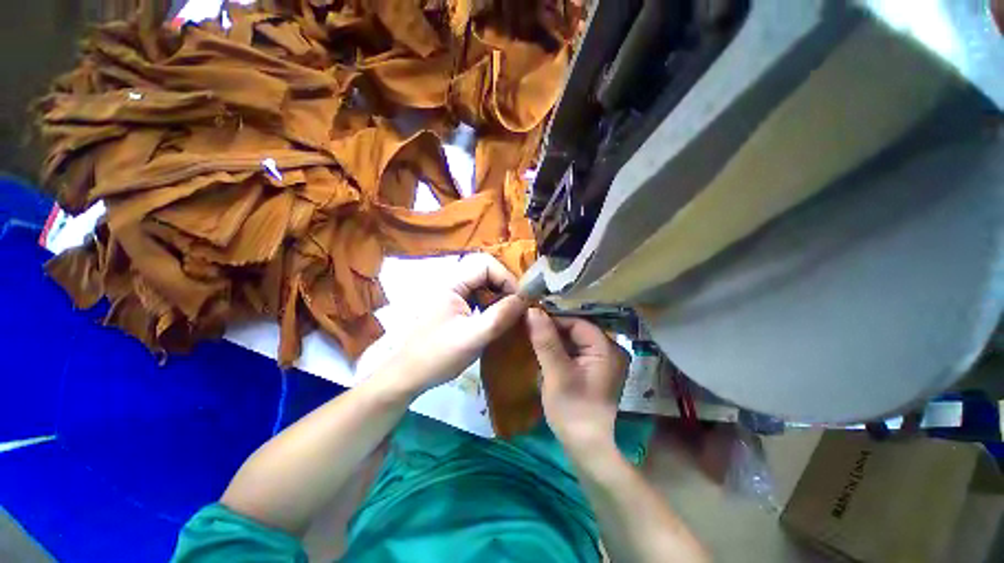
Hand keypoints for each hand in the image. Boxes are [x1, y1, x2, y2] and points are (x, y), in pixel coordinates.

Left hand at [375, 254, 527, 397]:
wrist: (406, 376)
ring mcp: (451, 295)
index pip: (485, 264)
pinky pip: (477, 297)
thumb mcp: (473, 337)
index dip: (506, 278)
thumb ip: (500, 316)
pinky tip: (494, 321)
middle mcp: (451, 283)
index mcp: (451, 283)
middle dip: (503, 287)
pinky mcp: (453, 307)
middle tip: (514, 308)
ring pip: (482, 285)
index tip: (518, 301)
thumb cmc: (437, 356)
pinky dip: (490, 305)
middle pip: (485, 272)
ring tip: (507, 315)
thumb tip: (526, 297)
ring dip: (498, 297)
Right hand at [526, 309, 627, 452]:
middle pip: (576, 329)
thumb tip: (532, 310)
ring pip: (575, 340)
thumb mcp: (556, 373)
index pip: (576, 322)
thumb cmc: (572, 410)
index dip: (553, 320)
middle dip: (553, 329)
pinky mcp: (595, 370)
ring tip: (534, 339)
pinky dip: (560, 350)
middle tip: (530, 330)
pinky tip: (545, 353)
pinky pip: (576, 351)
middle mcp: (609, 350)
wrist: (586, 447)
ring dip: (555, 339)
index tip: (531, 321)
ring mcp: (603, 361)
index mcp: (606, 348)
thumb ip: (545, 341)